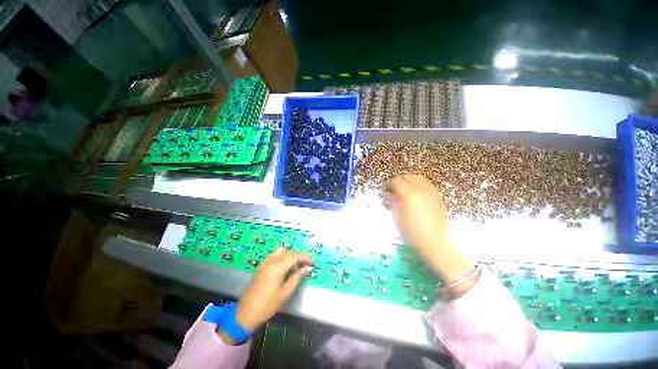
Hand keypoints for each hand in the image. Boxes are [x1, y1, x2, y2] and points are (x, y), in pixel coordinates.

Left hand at [234, 248, 312, 331]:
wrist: (245, 314)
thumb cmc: (268, 305)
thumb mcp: (285, 292)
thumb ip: (297, 277)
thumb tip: (308, 268)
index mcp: (277, 267)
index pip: (295, 256)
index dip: (305, 257)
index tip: (312, 262)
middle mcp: (271, 261)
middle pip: (288, 252)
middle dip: (298, 256)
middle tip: (305, 266)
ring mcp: (264, 263)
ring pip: (280, 251)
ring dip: (289, 255)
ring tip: (294, 266)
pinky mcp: (260, 266)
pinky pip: (273, 255)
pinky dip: (281, 257)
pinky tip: (284, 267)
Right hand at [383, 174, 475, 294]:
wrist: (435, 242)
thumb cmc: (412, 233)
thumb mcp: (397, 218)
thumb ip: (393, 202)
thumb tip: (389, 194)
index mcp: (408, 195)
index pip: (396, 182)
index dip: (388, 184)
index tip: (384, 188)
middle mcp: (420, 190)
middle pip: (408, 177)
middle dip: (399, 180)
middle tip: (393, 187)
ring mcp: (431, 193)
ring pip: (419, 179)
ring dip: (409, 180)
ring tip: (404, 188)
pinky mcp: (437, 197)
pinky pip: (427, 185)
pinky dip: (419, 184)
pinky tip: (415, 192)